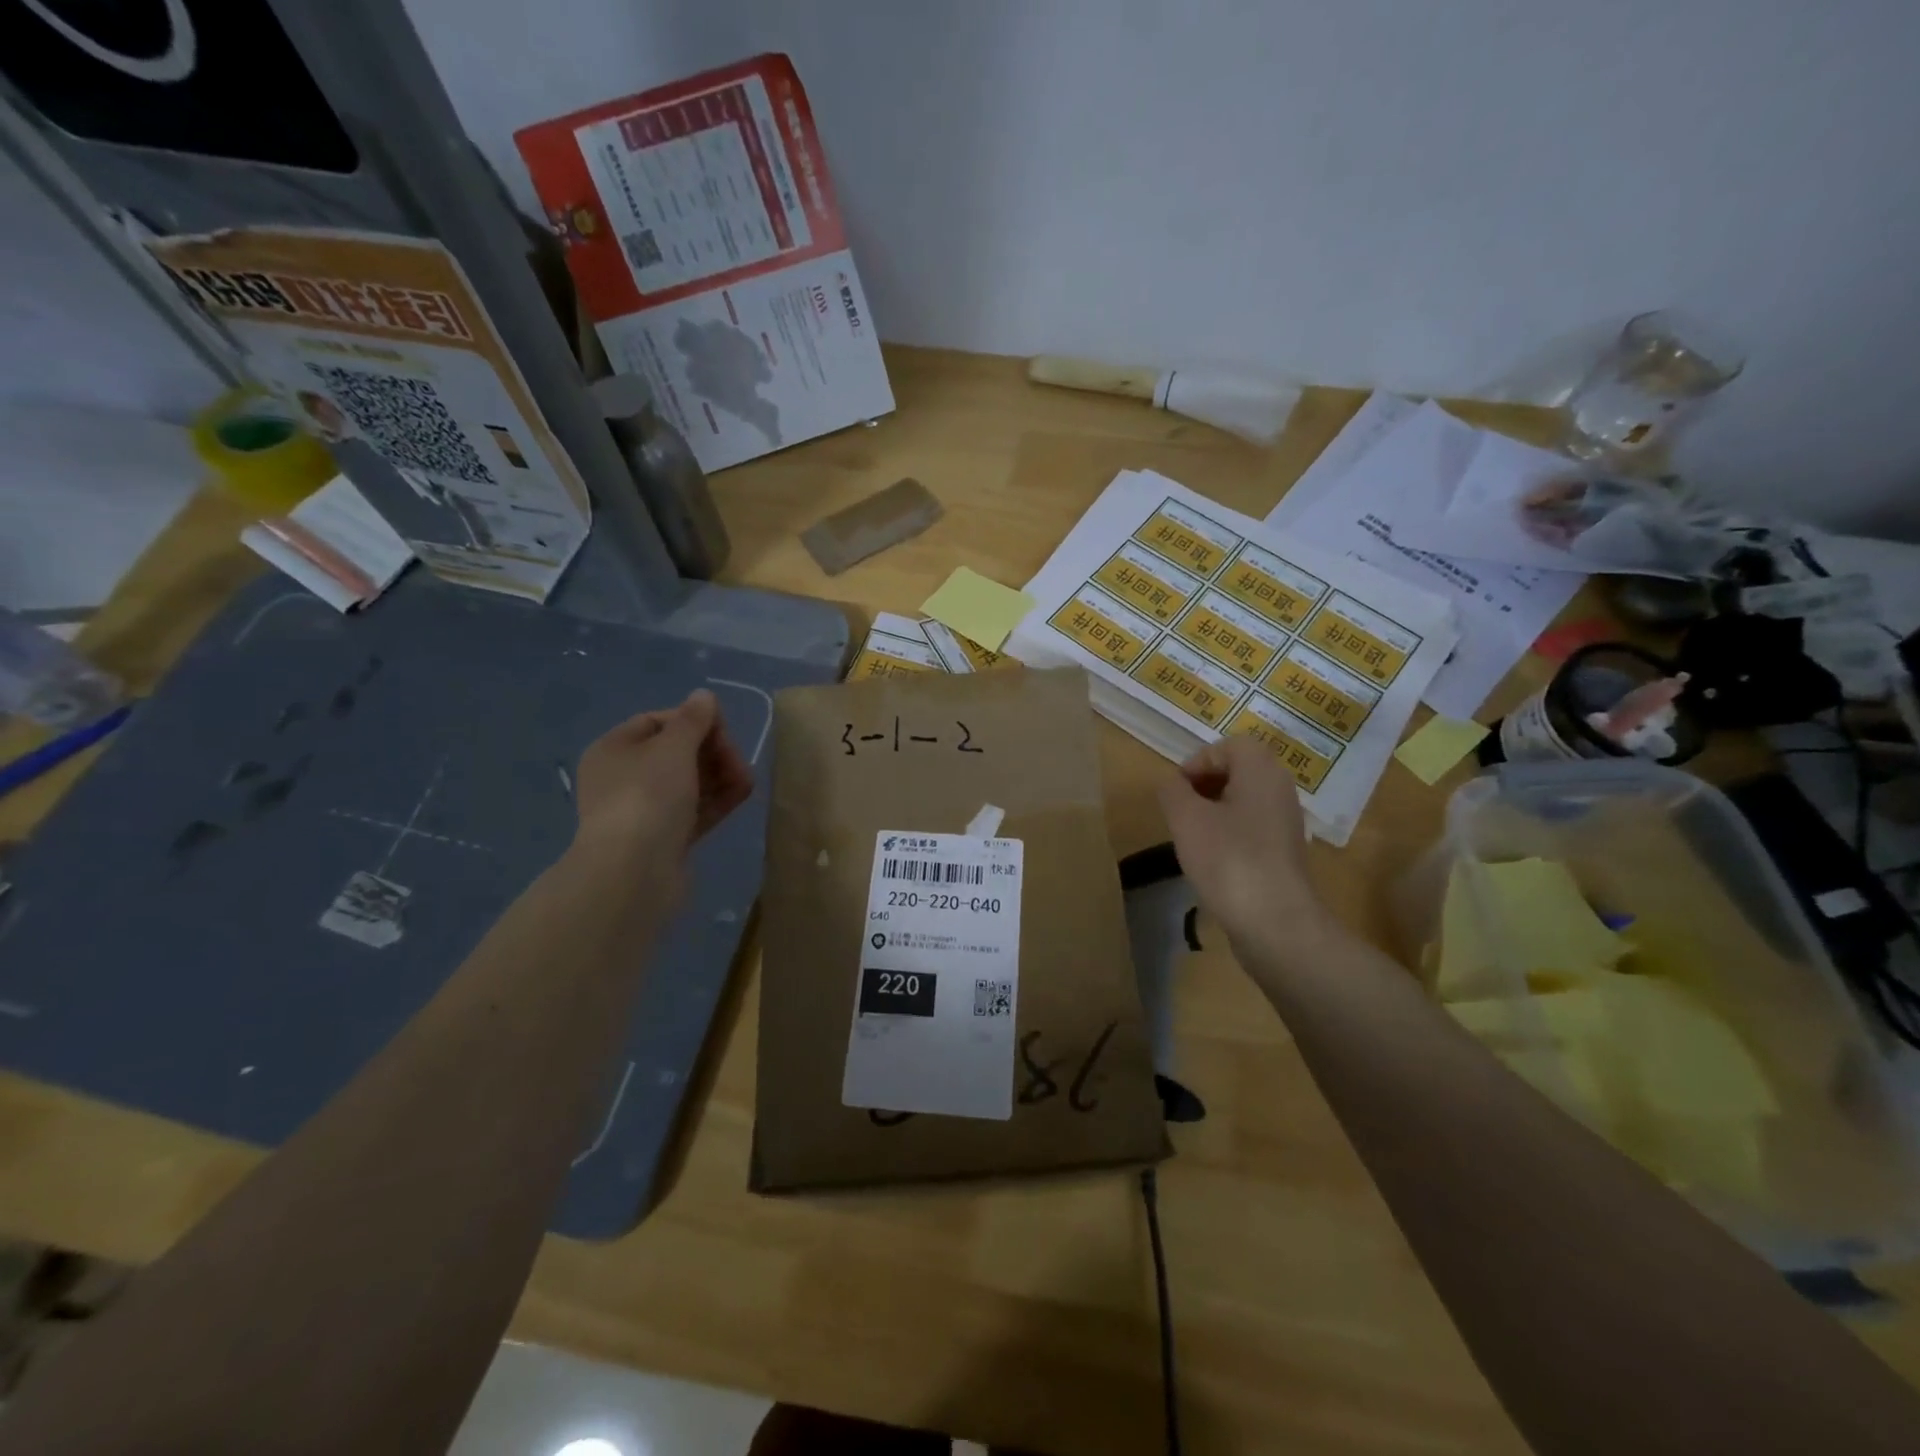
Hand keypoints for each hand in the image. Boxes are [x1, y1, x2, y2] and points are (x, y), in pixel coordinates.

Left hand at [571, 690, 751, 871]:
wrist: (633, 873)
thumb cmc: (647, 797)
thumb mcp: (673, 747)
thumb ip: (693, 720)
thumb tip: (703, 696)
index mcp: (614, 749)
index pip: (658, 721)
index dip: (693, 720)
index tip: (722, 730)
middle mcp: (624, 777)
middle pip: (677, 753)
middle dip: (713, 752)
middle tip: (738, 761)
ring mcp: (644, 811)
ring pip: (689, 783)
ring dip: (720, 776)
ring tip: (746, 780)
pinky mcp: (664, 839)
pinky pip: (694, 811)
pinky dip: (717, 801)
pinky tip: (742, 794)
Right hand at [1157, 736, 1330, 955]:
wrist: (1275, 923)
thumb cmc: (1228, 860)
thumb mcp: (1186, 819)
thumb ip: (1172, 791)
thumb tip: (1171, 782)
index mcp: (1262, 772)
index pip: (1231, 746)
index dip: (1199, 760)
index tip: (1176, 788)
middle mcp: (1281, 791)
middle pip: (1240, 771)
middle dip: (1205, 784)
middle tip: (1180, 808)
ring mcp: (1286, 824)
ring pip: (1245, 801)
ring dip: (1215, 810)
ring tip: (1191, 835)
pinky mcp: (1285, 854)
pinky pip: (1253, 828)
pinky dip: (1230, 834)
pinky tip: (1212, 860)